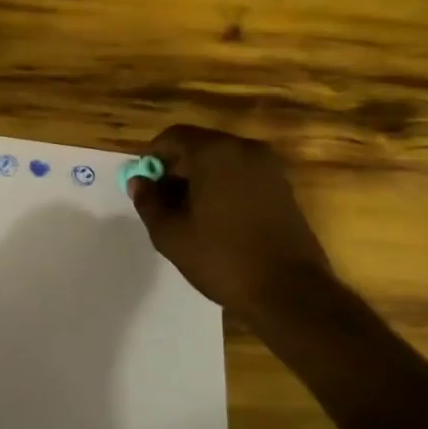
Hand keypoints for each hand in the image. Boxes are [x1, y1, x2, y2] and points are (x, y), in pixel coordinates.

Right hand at [128, 124, 333, 318]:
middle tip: (161, 201)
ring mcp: (269, 167)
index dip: (152, 156)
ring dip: (200, 179)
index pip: (173, 136)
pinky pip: (242, 175)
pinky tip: (215, 219)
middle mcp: (245, 149)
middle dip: (176, 169)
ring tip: (187, 214)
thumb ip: (148, 202)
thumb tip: (138, 182)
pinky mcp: (283, 187)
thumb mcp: (171, 234)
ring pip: (222, 161)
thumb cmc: (222, 258)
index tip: (142, 183)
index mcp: (215, 152)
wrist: (289, 291)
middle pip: (199, 146)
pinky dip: (223, 187)